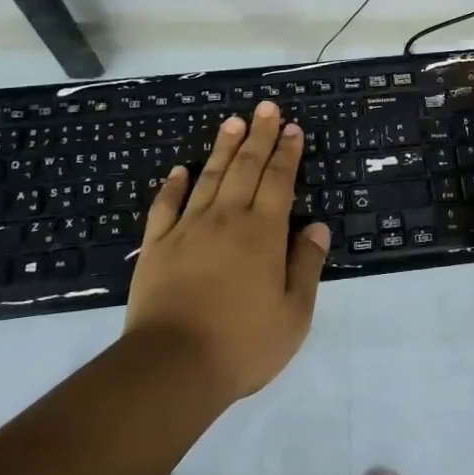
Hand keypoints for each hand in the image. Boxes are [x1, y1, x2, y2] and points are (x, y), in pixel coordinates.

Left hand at [125, 101, 330, 401]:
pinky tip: (178, 170)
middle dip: (259, 135)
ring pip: (208, 177)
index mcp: (263, 233)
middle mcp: (226, 219)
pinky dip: (172, 185)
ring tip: (233, 122)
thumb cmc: (242, 344)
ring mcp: (187, 229)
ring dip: (223, 148)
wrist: (171, 367)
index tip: (292, 127)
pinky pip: (165, 206)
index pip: (279, 180)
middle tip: (266, 107)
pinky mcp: (157, 246)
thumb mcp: (293, 315)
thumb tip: (317, 227)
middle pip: (245, 167)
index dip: (287, 152)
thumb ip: (306, 266)